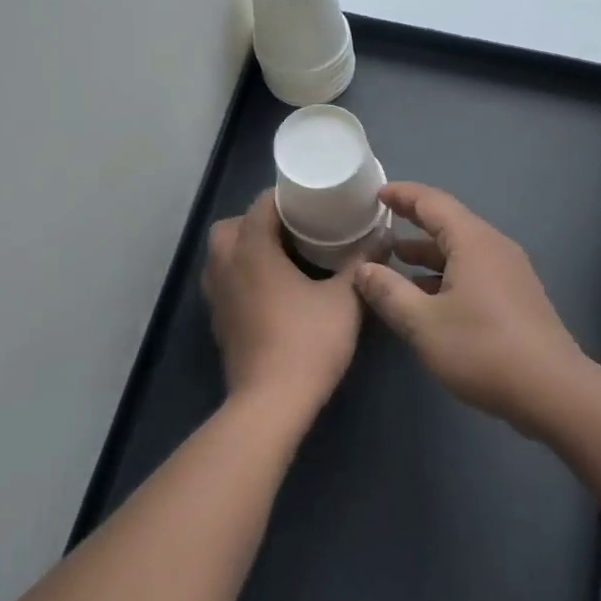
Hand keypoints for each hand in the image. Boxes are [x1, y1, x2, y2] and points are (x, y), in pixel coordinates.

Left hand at [201, 190, 364, 420]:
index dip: (284, 197)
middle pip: (231, 225)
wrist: (270, 403)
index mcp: (253, 249)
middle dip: (257, 221)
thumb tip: (383, 234)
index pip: (261, 205)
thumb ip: (362, 262)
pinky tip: (269, 291)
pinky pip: (222, 281)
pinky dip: (240, 275)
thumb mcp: (345, 299)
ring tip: (279, 257)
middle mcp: (227, 265)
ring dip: (243, 247)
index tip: (310, 201)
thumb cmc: (307, 342)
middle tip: (291, 230)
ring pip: (220, 254)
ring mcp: (217, 295)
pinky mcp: (218, 321)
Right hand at [353, 183, 585, 431]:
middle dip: (413, 222)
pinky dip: (446, 273)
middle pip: (448, 223)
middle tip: (380, 225)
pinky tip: (427, 297)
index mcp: (472, 241)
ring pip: (461, 250)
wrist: (553, 391)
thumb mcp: (423, 323)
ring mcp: (510, 271)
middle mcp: (494, 246)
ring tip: (395, 261)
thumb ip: (389, 292)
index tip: (377, 194)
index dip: (402, 194)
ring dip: (428, 253)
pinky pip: (474, 270)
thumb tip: (364, 269)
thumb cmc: (483, 349)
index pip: (432, 202)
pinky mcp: (517, 296)